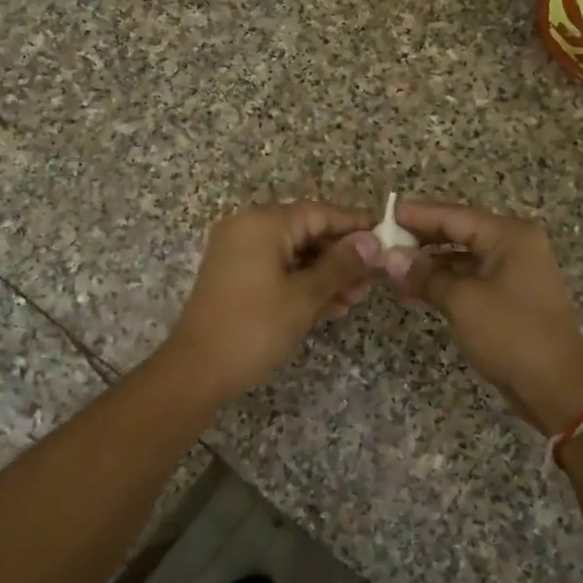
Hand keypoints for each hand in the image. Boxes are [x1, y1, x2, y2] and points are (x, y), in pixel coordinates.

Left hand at [163, 202, 379, 405]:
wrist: (197, 370)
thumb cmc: (254, 328)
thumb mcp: (304, 296)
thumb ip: (340, 266)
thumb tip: (372, 242)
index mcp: (262, 224)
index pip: (319, 212)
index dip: (353, 225)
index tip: (385, 237)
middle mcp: (248, 229)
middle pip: (306, 232)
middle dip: (341, 256)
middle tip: (372, 279)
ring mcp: (239, 254)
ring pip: (294, 254)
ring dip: (325, 274)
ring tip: (356, 298)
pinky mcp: (236, 277)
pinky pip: (277, 270)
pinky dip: (302, 284)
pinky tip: (331, 306)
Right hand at [384, 201, 582, 432]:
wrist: (556, 386)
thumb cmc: (511, 334)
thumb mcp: (463, 301)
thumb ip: (425, 275)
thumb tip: (390, 257)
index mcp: (509, 236)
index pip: (453, 215)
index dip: (416, 215)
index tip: (382, 214)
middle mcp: (513, 246)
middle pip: (457, 233)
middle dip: (419, 240)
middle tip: (380, 243)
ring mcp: (512, 272)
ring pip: (460, 258)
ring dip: (428, 265)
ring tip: (390, 271)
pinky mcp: (507, 297)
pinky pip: (468, 280)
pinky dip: (442, 284)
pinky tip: (412, 292)